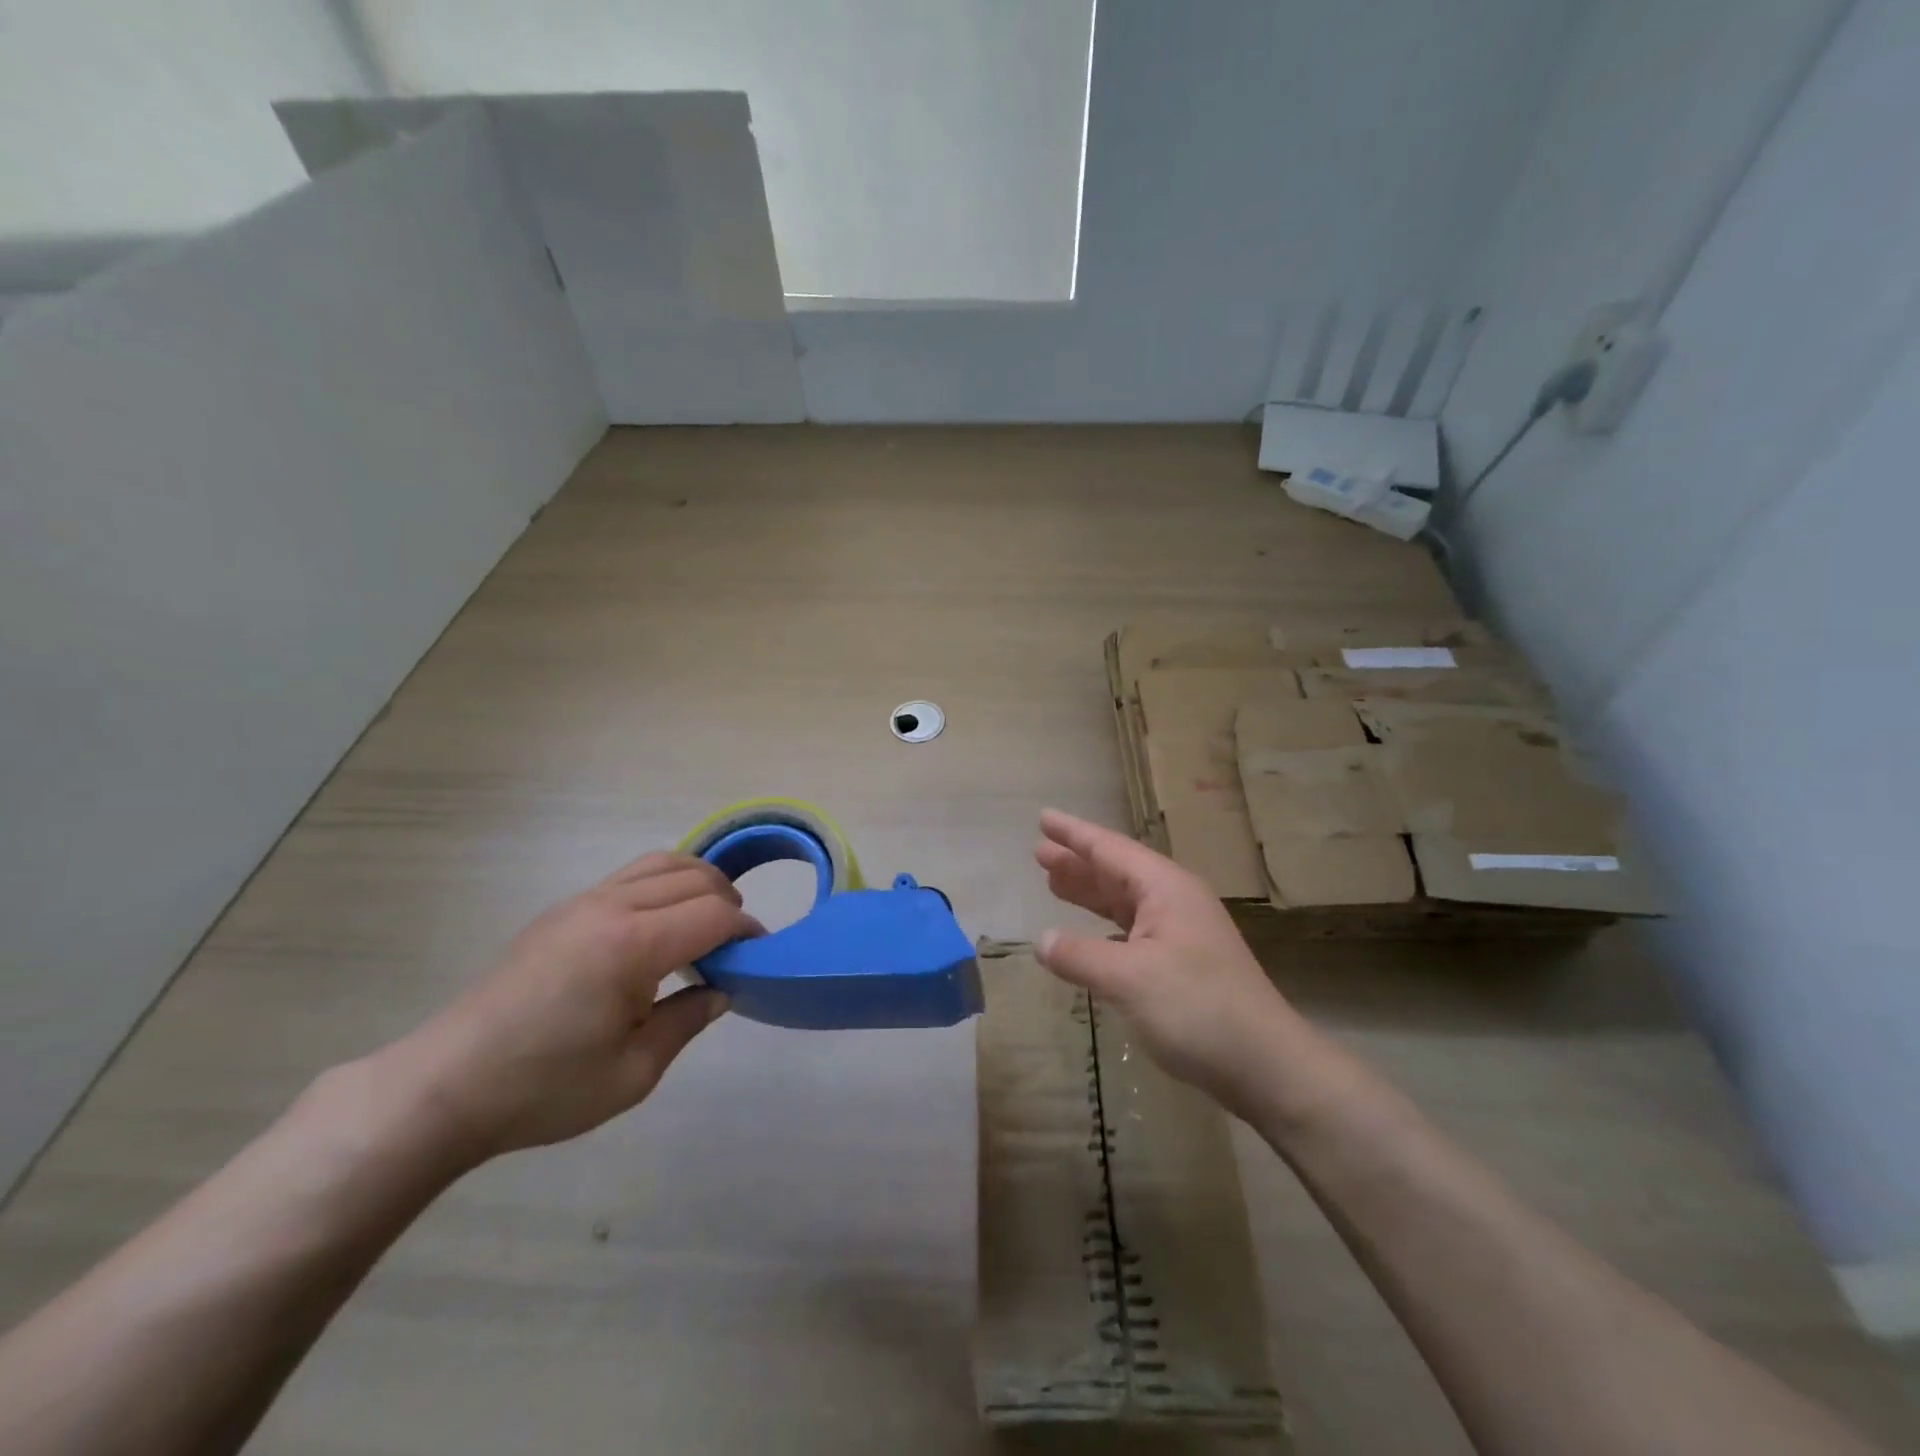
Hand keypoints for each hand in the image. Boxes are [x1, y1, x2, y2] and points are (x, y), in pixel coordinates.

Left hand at [376, 852, 756, 1164]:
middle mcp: (611, 907)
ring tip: (708, 922)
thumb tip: (722, 990)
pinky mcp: (563, 910)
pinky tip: (662, 924)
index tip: (758, 957)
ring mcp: (583, 902)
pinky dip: (664, 884)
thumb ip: (687, 1021)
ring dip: (698, 883)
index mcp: (633, 945)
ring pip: (662, 863)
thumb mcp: (634, 1072)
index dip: (746, 931)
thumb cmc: (545, 1088)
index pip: (714, 915)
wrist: (445, 1087)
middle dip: (728, 903)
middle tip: (736, 946)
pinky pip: (631, 875)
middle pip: (694, 879)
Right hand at [1034, 809, 1301, 1109]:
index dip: (1073, 834)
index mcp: (1165, 889)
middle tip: (1038, 852)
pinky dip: (1102, 928)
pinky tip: (1086, 936)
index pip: (1110, 849)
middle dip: (1077, 862)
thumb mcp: (1130, 978)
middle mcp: (1174, 901)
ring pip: (1123, 902)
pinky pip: (1131, 931)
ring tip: (1052, 882)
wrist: (1266, 1065)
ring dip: (1088, 893)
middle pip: (1116, 872)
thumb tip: (1042, 941)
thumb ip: (1081, 956)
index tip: (1043, 818)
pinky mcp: (1181, 964)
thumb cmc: (1197, 1008)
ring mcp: (1180, 933)